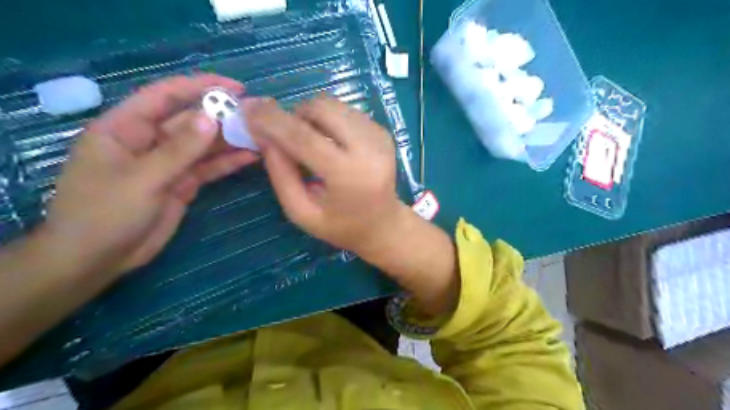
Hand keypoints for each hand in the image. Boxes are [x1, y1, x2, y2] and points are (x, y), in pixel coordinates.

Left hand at [39, 74, 258, 277]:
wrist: (99, 259)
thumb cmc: (105, 213)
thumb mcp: (143, 178)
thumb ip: (180, 150)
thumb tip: (211, 118)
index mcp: (126, 128)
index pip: (165, 96)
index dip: (199, 86)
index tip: (235, 87)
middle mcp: (150, 141)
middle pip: (191, 121)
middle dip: (223, 116)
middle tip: (258, 115)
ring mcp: (169, 164)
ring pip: (204, 146)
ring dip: (230, 140)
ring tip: (262, 135)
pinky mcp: (182, 184)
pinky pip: (208, 168)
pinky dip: (228, 163)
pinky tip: (251, 157)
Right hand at [249, 98, 456, 314]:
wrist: (383, 225)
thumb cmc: (340, 227)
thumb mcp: (301, 212)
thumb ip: (281, 173)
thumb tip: (263, 134)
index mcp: (348, 176)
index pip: (303, 137)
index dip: (272, 120)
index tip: (248, 108)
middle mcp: (369, 150)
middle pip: (321, 109)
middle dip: (294, 115)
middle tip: (285, 135)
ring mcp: (380, 137)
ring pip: (334, 105)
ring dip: (311, 116)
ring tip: (309, 142)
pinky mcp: (383, 132)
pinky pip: (346, 111)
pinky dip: (329, 120)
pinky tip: (330, 143)